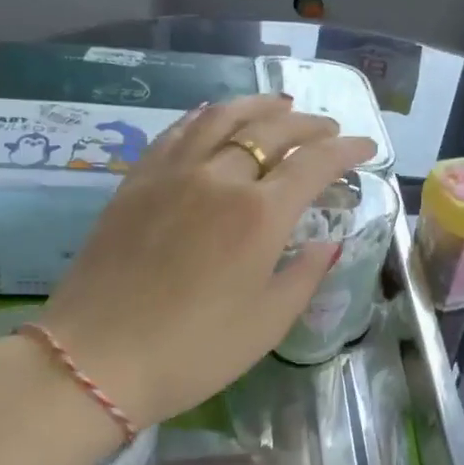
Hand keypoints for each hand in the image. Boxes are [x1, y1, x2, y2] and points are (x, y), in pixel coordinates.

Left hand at [34, 96, 375, 427]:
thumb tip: (327, 242)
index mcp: (260, 215)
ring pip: (222, 118)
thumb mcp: (269, 323)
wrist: (96, 359)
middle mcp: (220, 178)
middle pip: (272, 131)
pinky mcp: (136, 181)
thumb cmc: (196, 350)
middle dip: (309, 125)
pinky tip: (214, 116)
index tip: (367, 147)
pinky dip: (207, 116)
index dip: (347, 150)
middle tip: (329, 128)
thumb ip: (305, 274)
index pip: (315, 164)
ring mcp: (173, 174)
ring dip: (259, 107)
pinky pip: (178, 131)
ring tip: (280, 106)